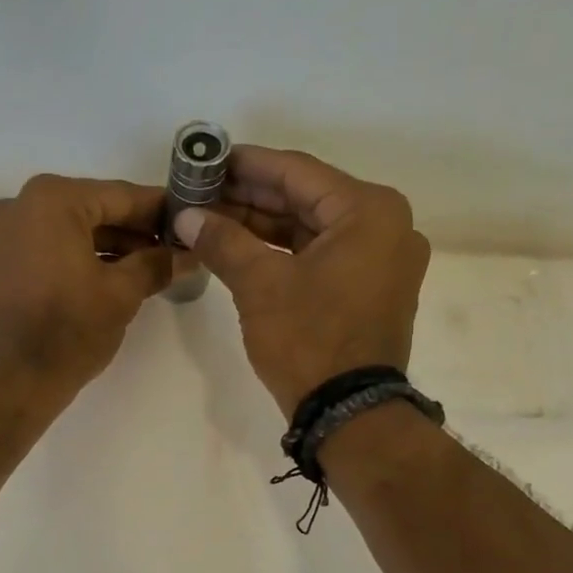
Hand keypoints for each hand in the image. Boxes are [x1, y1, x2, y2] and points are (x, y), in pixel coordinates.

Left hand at [0, 174, 186, 399]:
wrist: (10, 381)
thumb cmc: (68, 330)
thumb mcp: (122, 294)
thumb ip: (157, 264)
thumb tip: (187, 254)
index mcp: (51, 199)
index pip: (120, 195)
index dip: (160, 210)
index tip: (190, 219)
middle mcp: (20, 205)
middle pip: (93, 210)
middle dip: (135, 231)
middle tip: (175, 249)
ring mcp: (3, 234)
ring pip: (70, 230)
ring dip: (110, 247)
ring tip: (151, 268)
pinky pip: (49, 248)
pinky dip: (80, 258)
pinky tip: (114, 276)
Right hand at [173, 147, 430, 417]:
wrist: (349, 413)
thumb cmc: (309, 340)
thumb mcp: (260, 285)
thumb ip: (223, 241)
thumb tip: (186, 216)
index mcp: (369, 211)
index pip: (297, 172)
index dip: (247, 164)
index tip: (208, 159)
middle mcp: (385, 226)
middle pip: (306, 199)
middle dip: (251, 197)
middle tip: (202, 192)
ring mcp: (382, 259)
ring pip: (312, 229)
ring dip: (263, 225)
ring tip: (213, 219)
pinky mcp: (371, 288)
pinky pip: (322, 255)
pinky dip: (284, 252)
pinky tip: (242, 247)